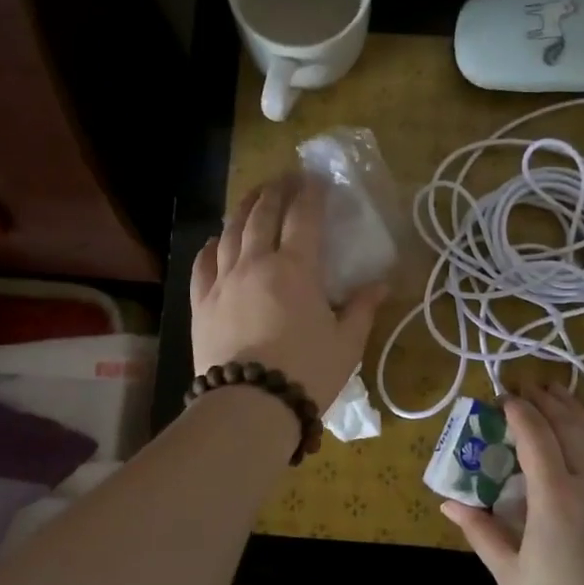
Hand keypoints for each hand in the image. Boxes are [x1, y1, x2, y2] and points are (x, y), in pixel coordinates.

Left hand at [191, 174, 388, 410]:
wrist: (249, 406)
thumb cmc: (307, 373)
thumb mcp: (347, 343)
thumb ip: (363, 309)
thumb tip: (382, 285)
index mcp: (295, 269)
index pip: (303, 216)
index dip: (310, 193)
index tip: (316, 178)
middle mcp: (255, 263)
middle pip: (262, 214)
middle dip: (275, 191)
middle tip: (285, 178)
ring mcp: (223, 281)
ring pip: (230, 232)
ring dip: (243, 209)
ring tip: (253, 197)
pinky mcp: (201, 303)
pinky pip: (203, 264)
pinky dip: (211, 246)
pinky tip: (216, 240)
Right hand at [443, 385, 583, 584]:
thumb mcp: (510, 575)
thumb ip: (481, 531)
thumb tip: (449, 504)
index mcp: (557, 499)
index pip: (536, 435)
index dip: (518, 409)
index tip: (501, 396)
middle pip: (571, 426)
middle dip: (547, 400)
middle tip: (527, 384)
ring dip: (575, 411)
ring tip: (557, 394)